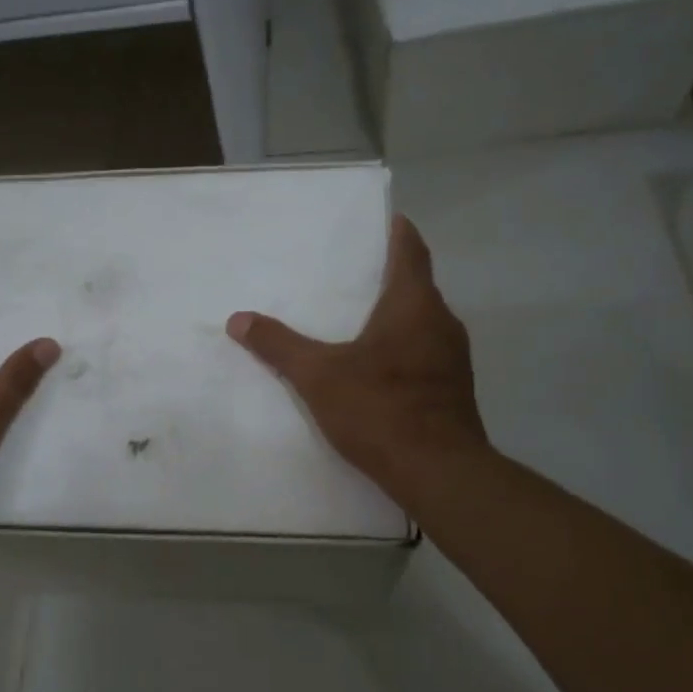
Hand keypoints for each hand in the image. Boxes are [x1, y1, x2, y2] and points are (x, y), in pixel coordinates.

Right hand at [227, 214, 488, 506]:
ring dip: (396, 315)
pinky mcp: (454, 389)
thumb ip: (278, 345)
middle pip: (417, 286)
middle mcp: (442, 322)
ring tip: (358, 318)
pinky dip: (403, 347)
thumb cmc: (380, 408)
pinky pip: (426, 352)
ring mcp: (454, 358)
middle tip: (353, 273)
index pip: (410, 251)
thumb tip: (238, 319)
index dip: (398, 232)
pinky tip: (377, 367)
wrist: (438, 472)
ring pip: (423, 322)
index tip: (385, 218)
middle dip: (388, 276)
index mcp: (414, 305)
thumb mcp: (318, 375)